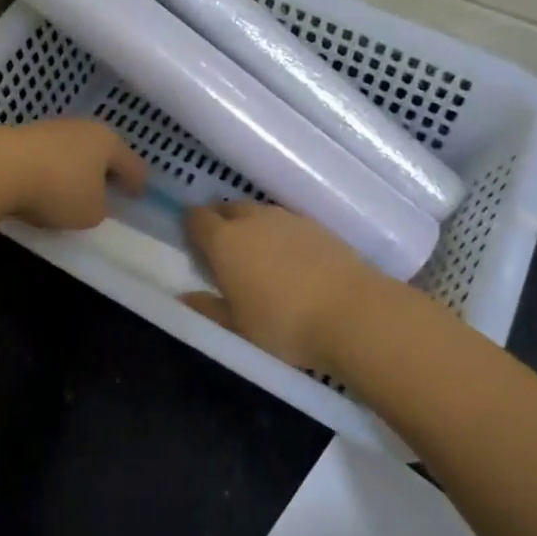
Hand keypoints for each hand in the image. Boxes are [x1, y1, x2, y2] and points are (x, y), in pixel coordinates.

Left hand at [0, 119, 145, 229]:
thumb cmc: (58, 190)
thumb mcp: (90, 213)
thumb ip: (100, 208)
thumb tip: (95, 201)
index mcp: (109, 142)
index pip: (132, 163)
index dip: (137, 181)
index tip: (140, 194)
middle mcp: (84, 128)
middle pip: (103, 151)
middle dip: (107, 170)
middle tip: (111, 188)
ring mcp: (53, 128)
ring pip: (75, 150)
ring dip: (78, 168)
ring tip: (75, 189)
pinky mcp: (25, 135)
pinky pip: (50, 155)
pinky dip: (53, 169)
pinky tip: (46, 184)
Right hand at [182, 203, 381, 372]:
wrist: (352, 311)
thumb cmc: (284, 323)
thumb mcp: (238, 327)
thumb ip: (209, 308)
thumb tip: (185, 297)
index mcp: (224, 241)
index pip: (197, 218)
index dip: (191, 226)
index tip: (193, 242)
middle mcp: (252, 219)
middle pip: (228, 208)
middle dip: (221, 222)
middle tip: (224, 249)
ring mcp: (286, 218)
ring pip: (259, 212)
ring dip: (252, 226)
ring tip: (258, 254)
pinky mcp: (316, 224)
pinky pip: (286, 222)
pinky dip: (280, 234)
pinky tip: (289, 257)